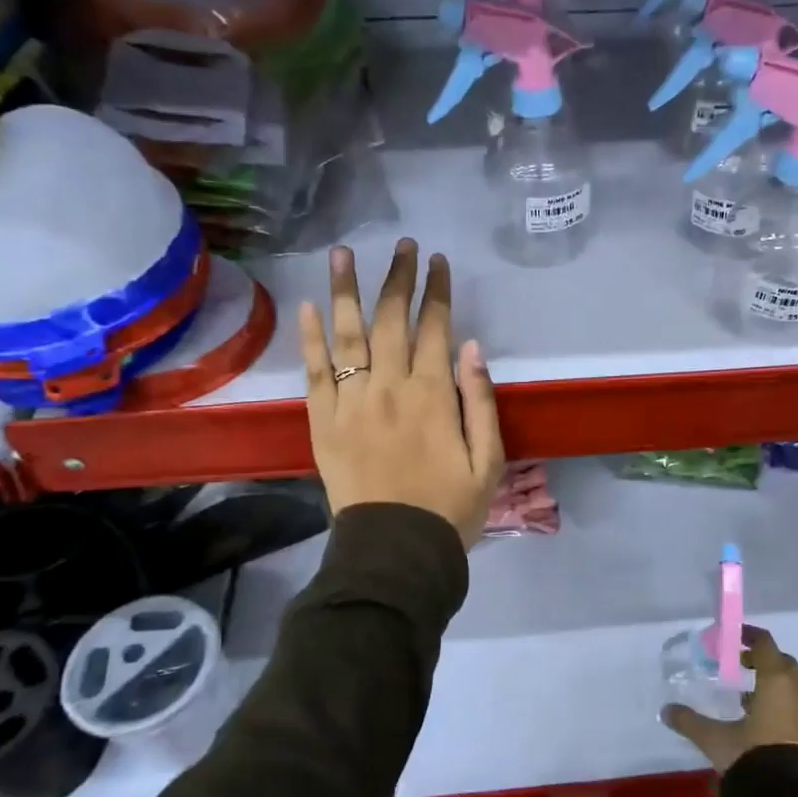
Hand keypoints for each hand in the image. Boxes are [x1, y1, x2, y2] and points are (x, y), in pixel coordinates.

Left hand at [299, 239, 504, 547]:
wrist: (395, 551)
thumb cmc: (450, 508)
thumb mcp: (488, 461)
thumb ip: (480, 401)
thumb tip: (471, 347)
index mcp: (433, 395)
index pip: (435, 328)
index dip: (437, 291)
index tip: (437, 261)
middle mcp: (390, 388)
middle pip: (391, 320)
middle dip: (397, 278)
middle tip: (401, 245)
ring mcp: (351, 403)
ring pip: (347, 335)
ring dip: (346, 290)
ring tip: (342, 252)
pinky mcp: (323, 422)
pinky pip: (314, 373)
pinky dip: (310, 339)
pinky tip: (309, 307)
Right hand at [662, 629, 797, 772]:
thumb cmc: (752, 755)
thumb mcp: (715, 738)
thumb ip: (690, 721)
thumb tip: (666, 710)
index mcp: (776, 679)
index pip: (765, 644)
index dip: (750, 636)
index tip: (734, 636)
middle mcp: (797, 690)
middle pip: (782, 662)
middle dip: (762, 660)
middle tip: (740, 664)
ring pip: (792, 685)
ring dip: (773, 683)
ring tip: (747, 695)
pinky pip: (797, 705)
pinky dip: (782, 703)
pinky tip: (762, 719)